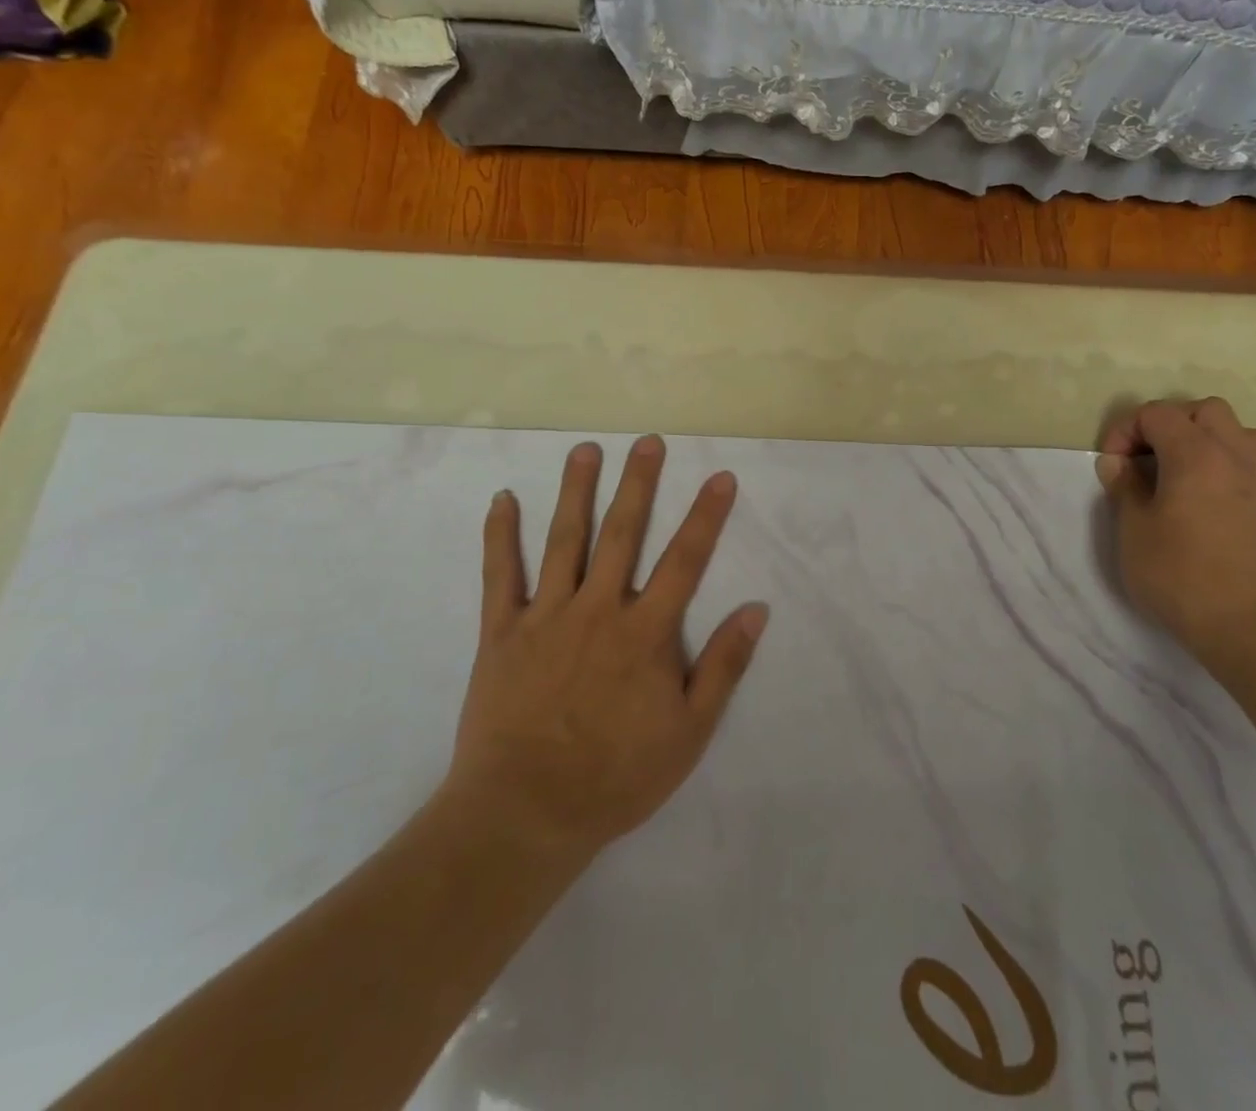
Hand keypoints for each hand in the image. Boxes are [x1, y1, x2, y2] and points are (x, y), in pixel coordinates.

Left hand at [437, 436, 767, 865]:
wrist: (525, 813)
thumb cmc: (616, 776)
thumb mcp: (689, 732)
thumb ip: (723, 667)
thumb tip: (756, 609)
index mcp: (645, 632)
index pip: (685, 560)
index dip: (706, 516)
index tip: (721, 478)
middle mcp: (597, 609)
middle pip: (622, 534)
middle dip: (639, 484)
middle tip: (648, 442)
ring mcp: (545, 616)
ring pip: (563, 540)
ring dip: (576, 491)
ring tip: (586, 449)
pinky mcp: (501, 632)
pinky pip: (499, 575)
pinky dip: (500, 535)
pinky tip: (502, 499)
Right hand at [1095, 398, 1255, 663]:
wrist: (1245, 622)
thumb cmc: (1179, 573)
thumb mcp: (1133, 529)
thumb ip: (1124, 486)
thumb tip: (1118, 463)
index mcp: (1195, 453)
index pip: (1157, 414)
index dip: (1125, 431)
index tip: (1112, 465)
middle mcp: (1233, 454)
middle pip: (1203, 410)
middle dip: (1168, 424)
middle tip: (1144, 458)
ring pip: (1237, 429)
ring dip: (1205, 437)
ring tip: (1181, 467)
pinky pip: (1252, 458)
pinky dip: (1227, 460)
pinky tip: (1207, 489)